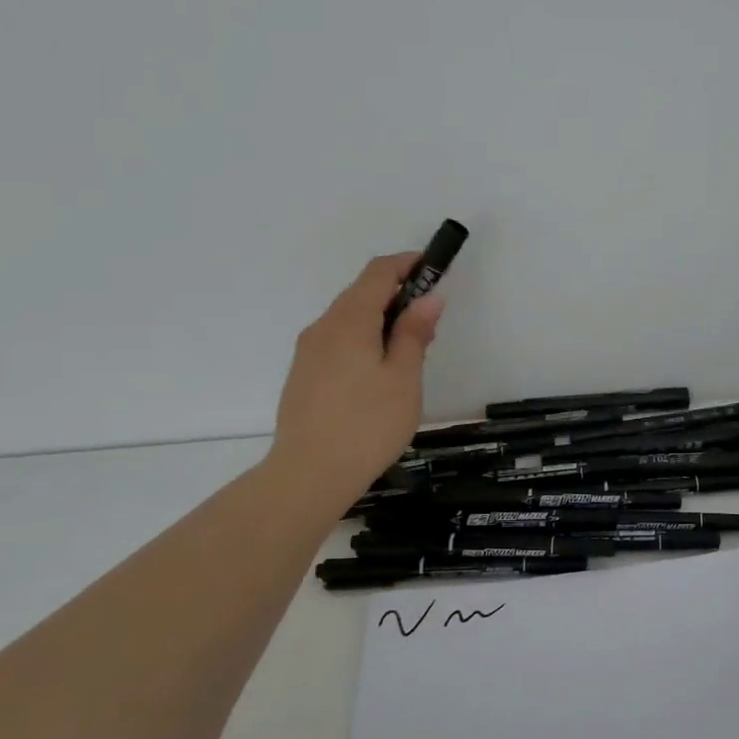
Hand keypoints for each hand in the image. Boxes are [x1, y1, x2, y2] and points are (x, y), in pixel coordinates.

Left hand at [265, 253, 444, 491]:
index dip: (407, 263)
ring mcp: (308, 351)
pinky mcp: (304, 374)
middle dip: (397, 294)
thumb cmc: (367, 424)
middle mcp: (323, 327)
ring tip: (410, 351)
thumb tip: (429, 297)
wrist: (309, 475)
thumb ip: (414, 333)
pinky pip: (338, 340)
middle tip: (430, 321)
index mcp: (349, 320)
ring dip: (381, 319)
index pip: (378, 273)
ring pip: (349, 318)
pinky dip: (364, 338)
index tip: (435, 268)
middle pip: (361, 293)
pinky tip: (380, 372)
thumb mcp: (403, 377)